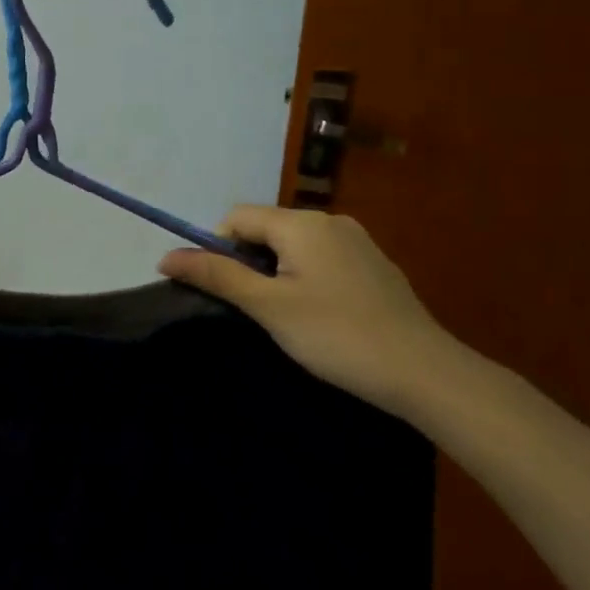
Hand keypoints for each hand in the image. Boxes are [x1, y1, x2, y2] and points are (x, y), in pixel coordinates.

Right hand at [158, 205, 463, 422]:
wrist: (424, 372)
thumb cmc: (336, 335)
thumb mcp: (268, 306)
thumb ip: (217, 275)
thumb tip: (165, 256)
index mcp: (302, 223)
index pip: (237, 217)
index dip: (217, 248)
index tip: (224, 290)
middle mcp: (330, 220)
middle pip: (266, 228)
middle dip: (247, 261)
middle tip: (254, 308)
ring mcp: (357, 241)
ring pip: (294, 245)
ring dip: (275, 271)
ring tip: (285, 316)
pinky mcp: (374, 265)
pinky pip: (322, 258)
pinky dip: (305, 277)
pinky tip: (320, 315)